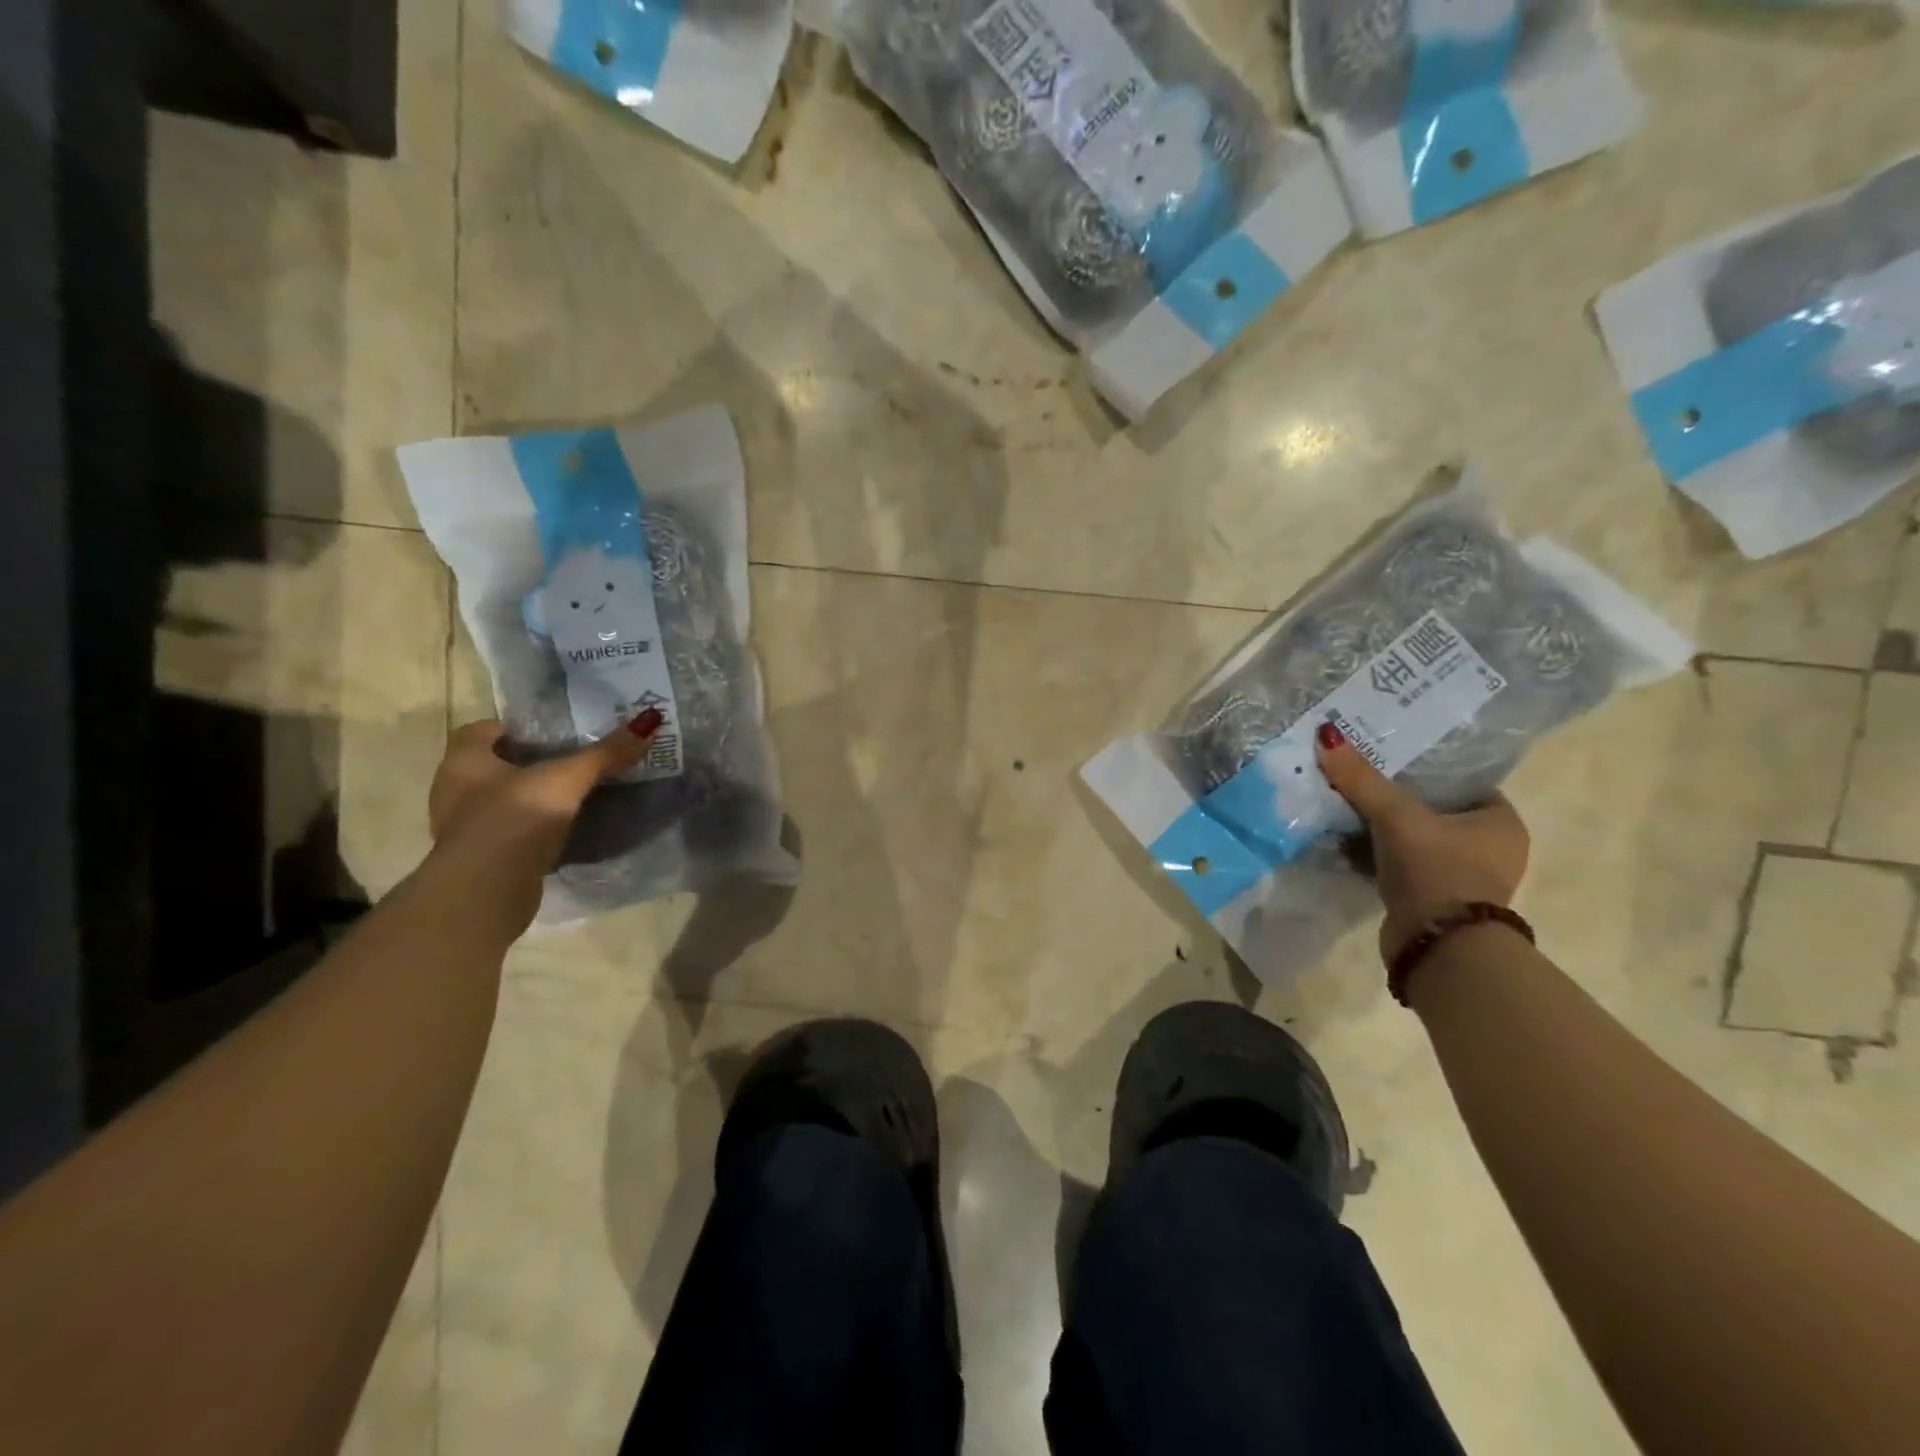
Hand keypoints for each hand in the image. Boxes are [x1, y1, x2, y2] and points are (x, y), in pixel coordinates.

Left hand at [424, 711, 661, 930]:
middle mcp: (456, 790)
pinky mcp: (486, 859)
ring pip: (507, 800)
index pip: (485, 729)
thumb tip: (650, 720)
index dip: (520, 726)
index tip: (558, 731)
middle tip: (579, 758)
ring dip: (538, 798)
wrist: (486, 893)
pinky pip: (516, 832)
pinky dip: (539, 829)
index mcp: (464, 761)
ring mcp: (468, 828)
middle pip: (499, 765)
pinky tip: (571, 828)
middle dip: (535, 762)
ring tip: (581, 793)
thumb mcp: (567, 779)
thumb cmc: (514, 819)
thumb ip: (606, 753)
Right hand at [1314, 722, 1529, 963]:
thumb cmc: (1436, 870)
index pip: (1462, 781)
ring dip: (1388, 829)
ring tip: (1348, 806)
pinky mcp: (1438, 901)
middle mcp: (1493, 849)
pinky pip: (1407, 864)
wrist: (1438, 947)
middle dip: (1399, 797)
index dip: (1425, 767)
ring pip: (1419, 839)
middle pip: (1436, 809)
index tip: (1387, 757)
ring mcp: (1466, 879)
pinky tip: (1351, 843)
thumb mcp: (1396, 816)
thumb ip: (1362, 779)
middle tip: (1360, 777)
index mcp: (1501, 822)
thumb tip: (1326, 735)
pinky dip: (1383, 855)